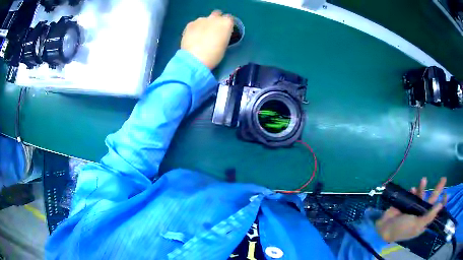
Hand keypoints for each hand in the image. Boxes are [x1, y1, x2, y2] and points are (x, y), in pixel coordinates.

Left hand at [181, 10, 233, 69]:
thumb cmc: (214, 55)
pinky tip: (193, 37)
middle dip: (216, 20)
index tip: (224, 31)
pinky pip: (195, 24)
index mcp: (226, 23)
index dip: (226, 24)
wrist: (194, 59)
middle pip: (217, 14)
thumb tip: (219, 33)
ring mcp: (201, 20)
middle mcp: (214, 18)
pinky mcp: (190, 24)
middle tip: (213, 30)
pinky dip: (195, 28)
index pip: (229, 19)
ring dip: (204, 24)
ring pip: (204, 19)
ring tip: (201, 36)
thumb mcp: (224, 44)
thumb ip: (223, 35)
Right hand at [375, 177, 446, 242]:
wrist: (385, 227)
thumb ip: (429, 216)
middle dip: (437, 190)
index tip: (446, 194)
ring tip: (423, 180)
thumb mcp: (416, 225)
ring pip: (422, 195)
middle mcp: (420, 214)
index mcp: (423, 222)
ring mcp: (414, 208)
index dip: (440, 204)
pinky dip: (414, 190)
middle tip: (444, 179)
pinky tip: (412, 189)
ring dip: (423, 188)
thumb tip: (440, 205)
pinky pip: (413, 194)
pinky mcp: (407, 203)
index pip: (434, 212)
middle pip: (431, 200)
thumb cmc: (402, 229)